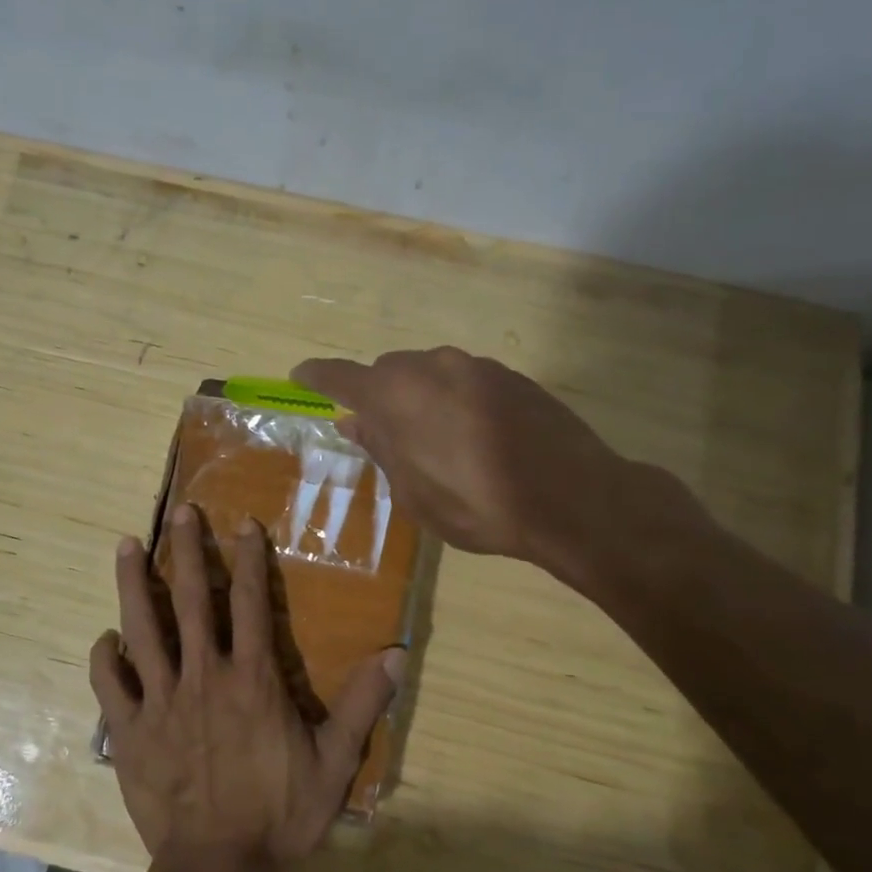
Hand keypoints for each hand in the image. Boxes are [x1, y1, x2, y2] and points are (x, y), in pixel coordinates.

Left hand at [90, 505, 402, 871]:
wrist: (217, 868)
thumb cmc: (278, 815)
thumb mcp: (333, 764)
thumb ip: (361, 706)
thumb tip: (397, 654)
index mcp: (252, 679)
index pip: (252, 605)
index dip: (249, 561)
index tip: (242, 524)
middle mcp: (203, 677)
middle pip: (193, 601)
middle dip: (188, 551)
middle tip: (181, 511)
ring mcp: (160, 701)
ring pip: (143, 629)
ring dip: (134, 585)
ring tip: (126, 545)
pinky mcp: (129, 730)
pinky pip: (111, 686)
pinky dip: (106, 659)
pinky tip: (106, 639)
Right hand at [291, 347, 704, 593]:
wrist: (571, 497)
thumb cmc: (476, 505)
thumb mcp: (414, 493)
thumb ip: (381, 449)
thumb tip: (355, 423)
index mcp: (395, 396)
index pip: (341, 377)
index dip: (316, 376)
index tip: (300, 375)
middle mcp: (430, 367)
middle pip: (387, 372)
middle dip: (378, 396)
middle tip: (384, 435)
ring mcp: (474, 366)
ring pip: (428, 373)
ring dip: (419, 398)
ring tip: (435, 442)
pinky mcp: (510, 375)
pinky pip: (464, 380)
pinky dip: (454, 400)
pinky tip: (474, 437)